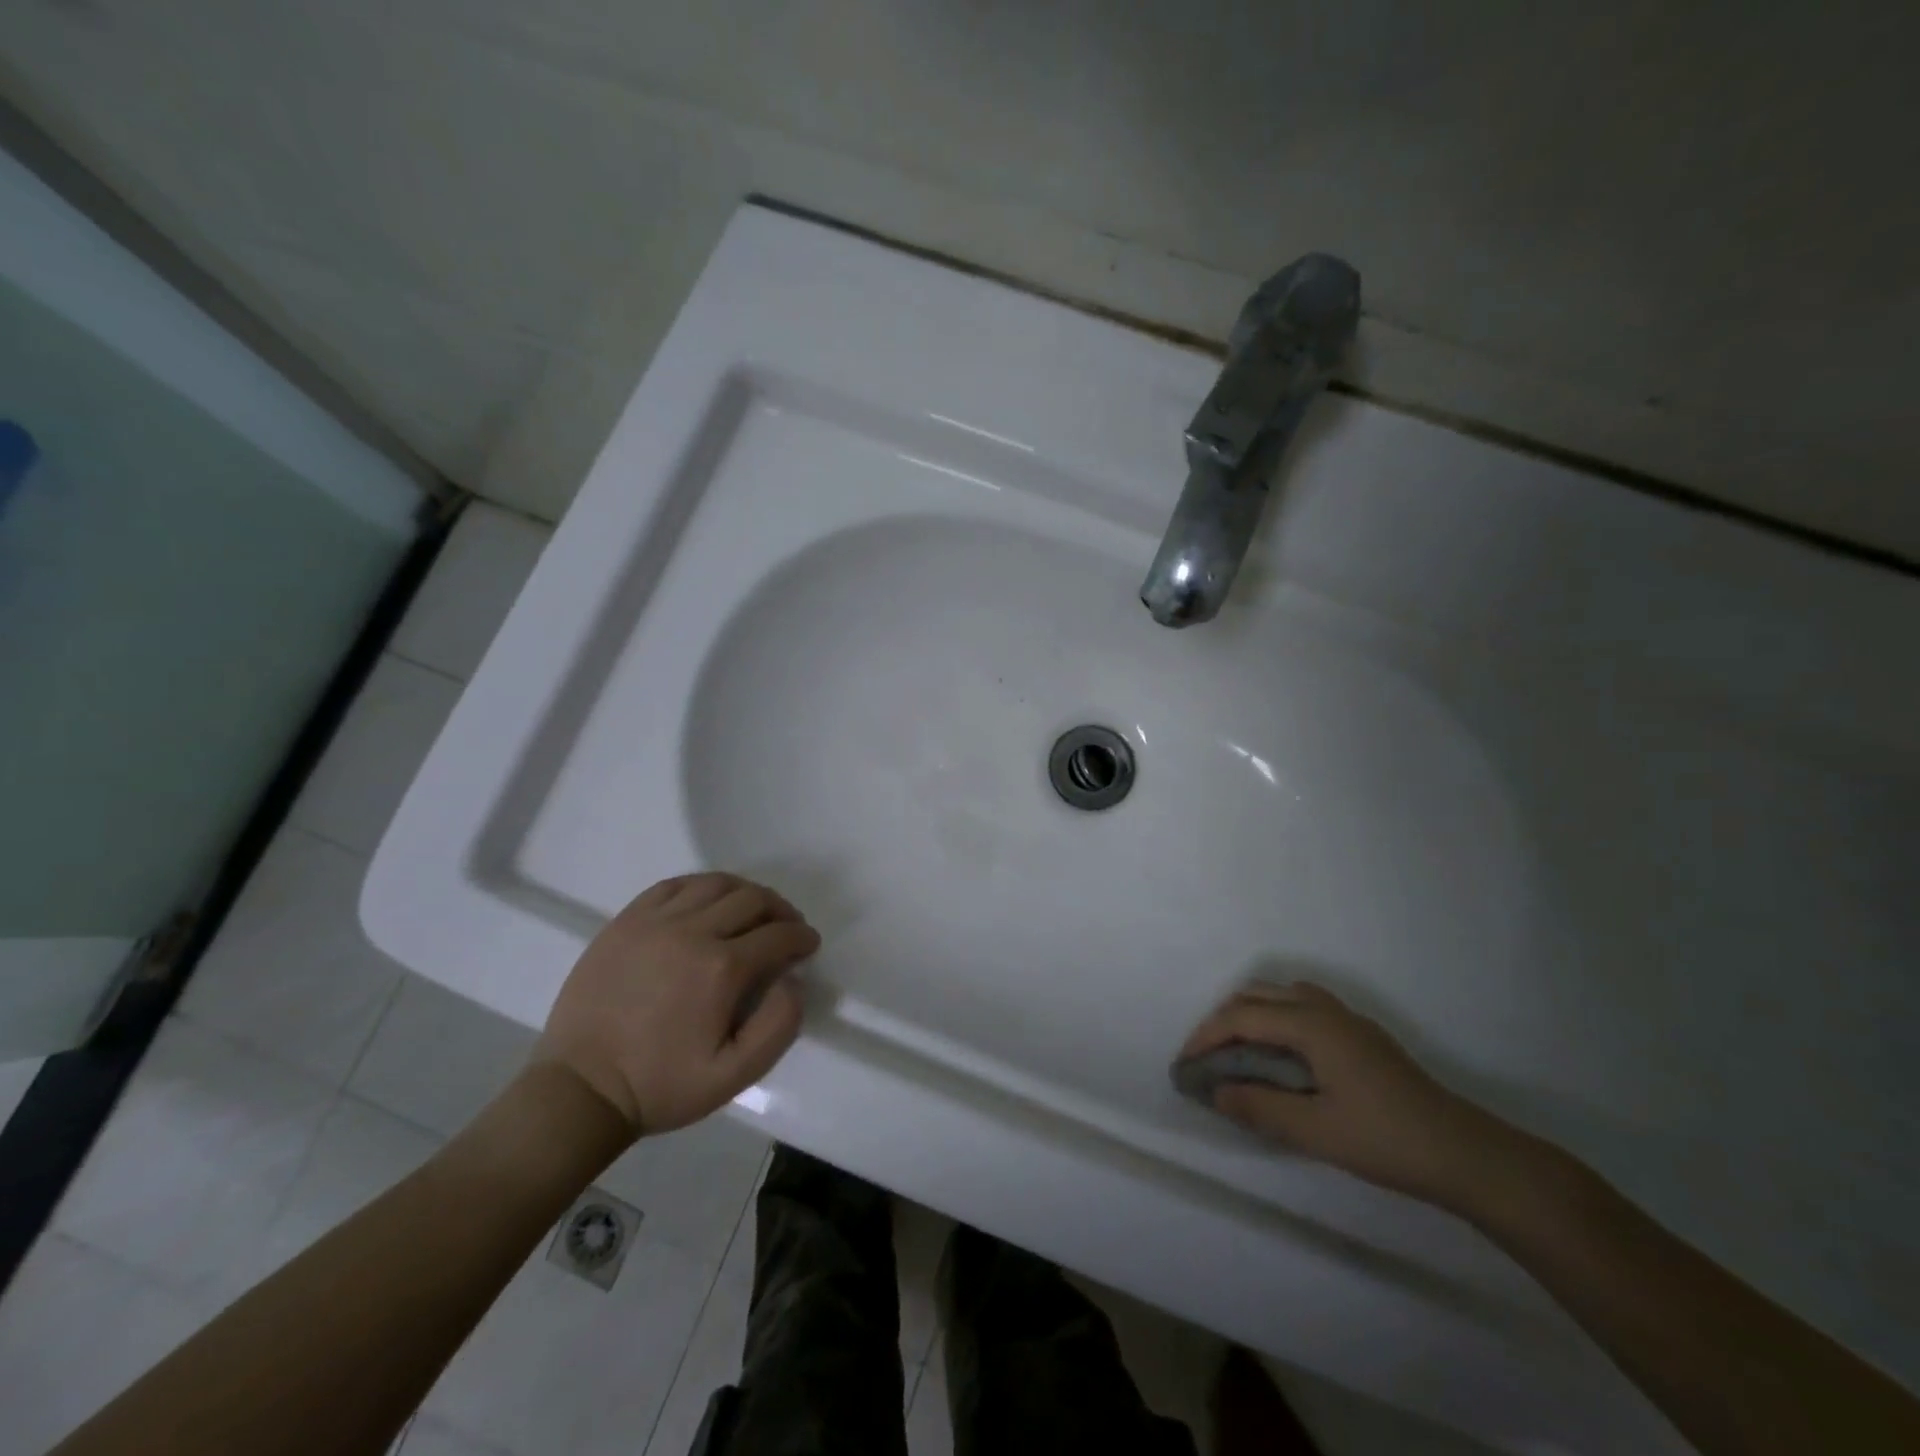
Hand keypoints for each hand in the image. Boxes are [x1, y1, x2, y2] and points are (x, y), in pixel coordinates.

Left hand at [530, 872, 818, 1138]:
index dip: (801, 937)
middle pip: (751, 899)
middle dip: (780, 910)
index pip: (778, 935)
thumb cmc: (662, 1085)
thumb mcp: (734, 1075)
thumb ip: (778, 1026)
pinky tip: (708, 903)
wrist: (581, 1089)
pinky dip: (702, 887)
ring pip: (715, 884)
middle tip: (787, 927)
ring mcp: (654, 921)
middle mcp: (691, 932)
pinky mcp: (625, 921)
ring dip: (745, 892)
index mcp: (721, 968)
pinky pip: (674, 885)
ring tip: (752, 911)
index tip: (808, 945)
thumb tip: (792, 980)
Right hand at [1181, 982, 1520, 1208]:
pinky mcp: (1361, 1036)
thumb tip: (1216, 1091)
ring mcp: (1347, 1019)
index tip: (1185, 1064)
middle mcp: (1325, 1009)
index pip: (1242, 1016)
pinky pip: (1303, 1006)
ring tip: (1237, 1051)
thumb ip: (1259, 1107)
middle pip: (1258, 995)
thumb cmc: (1386, 1140)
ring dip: (1251, 1013)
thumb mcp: (1315, 1131)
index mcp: (1311, 1024)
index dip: (1207, 1036)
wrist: (1466, 1155)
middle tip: (1206, 1056)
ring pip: (1282, 995)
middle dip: (1224, 1019)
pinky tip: (1281, 1054)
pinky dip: (1276, 1017)